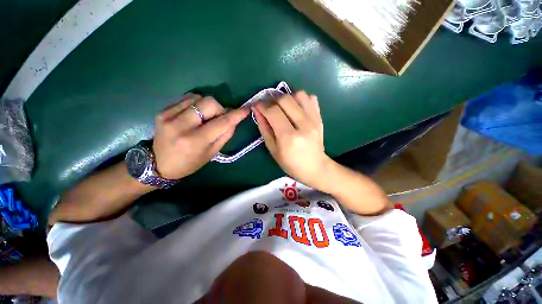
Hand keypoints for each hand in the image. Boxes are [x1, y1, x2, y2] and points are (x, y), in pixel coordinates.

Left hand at [153, 94, 248, 179]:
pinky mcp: (162, 111)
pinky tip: (194, 115)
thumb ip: (225, 135)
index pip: (222, 123)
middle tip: (218, 119)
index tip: (246, 109)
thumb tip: (234, 119)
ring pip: (198, 97)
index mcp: (195, 141)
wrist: (158, 164)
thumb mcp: (212, 153)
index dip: (236, 115)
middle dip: (219, 109)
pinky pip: (186, 99)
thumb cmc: (190, 163)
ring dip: (207, 106)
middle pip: (209, 103)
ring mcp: (169, 116)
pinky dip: (196, 104)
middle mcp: (181, 125)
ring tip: (204, 118)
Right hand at [253, 91, 331, 188]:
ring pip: (299, 94)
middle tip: (270, 108)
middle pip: (285, 99)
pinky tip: (297, 109)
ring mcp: (314, 120)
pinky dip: (301, 100)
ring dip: (288, 98)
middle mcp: (303, 125)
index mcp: (289, 137)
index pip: (273, 112)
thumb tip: (257, 110)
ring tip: (284, 108)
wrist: (315, 167)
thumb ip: (264, 128)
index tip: (258, 106)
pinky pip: (311, 98)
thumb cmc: (290, 163)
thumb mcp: (273, 149)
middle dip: (273, 100)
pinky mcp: (320, 118)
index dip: (262, 106)